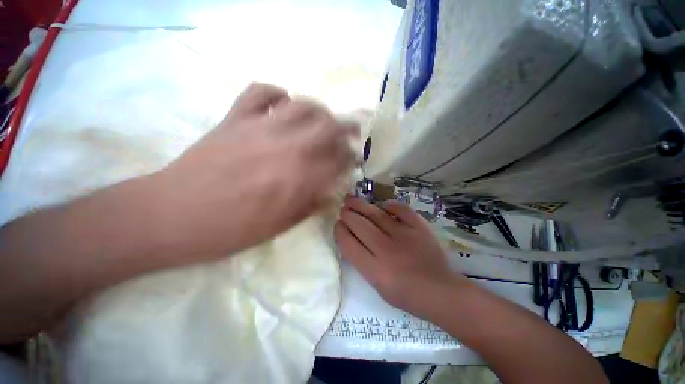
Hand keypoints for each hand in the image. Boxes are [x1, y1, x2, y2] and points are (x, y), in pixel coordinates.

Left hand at [154, 83, 357, 260]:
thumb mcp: (270, 231)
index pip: (338, 161)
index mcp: (296, 182)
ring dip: (317, 109)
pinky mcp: (235, 118)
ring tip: (317, 117)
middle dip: (345, 128)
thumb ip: (303, 208)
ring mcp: (258, 127)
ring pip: (302, 103)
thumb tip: (325, 191)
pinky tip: (278, 103)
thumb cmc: (221, 232)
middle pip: (329, 126)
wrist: (175, 214)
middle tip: (346, 133)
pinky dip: (274, 92)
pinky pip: (260, 91)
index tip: (348, 161)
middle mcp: (285, 148)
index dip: (347, 160)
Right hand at [335, 196, 461, 315]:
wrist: (438, 290)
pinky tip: (383, 205)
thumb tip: (357, 244)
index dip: (340, 232)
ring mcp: (404, 236)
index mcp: (374, 269)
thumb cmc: (407, 296)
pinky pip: (403, 211)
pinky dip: (391, 205)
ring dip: (362, 206)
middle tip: (343, 210)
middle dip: (348, 216)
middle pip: (360, 226)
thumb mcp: (378, 286)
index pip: (349, 244)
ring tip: (351, 200)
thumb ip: (365, 265)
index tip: (338, 225)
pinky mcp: (420, 228)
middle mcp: (386, 249)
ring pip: (377, 215)